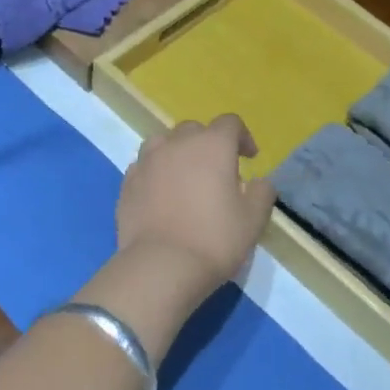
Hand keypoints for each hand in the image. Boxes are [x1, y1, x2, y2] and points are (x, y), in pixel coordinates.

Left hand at [117, 115, 276, 298]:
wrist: (160, 265)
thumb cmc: (214, 239)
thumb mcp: (253, 219)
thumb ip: (262, 193)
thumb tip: (259, 182)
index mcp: (211, 145)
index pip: (230, 123)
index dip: (242, 137)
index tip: (250, 158)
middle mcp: (176, 144)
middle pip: (194, 130)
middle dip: (208, 143)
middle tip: (217, 171)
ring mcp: (147, 161)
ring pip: (163, 143)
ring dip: (177, 153)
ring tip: (184, 176)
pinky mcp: (127, 182)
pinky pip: (144, 166)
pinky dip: (156, 172)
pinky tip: (161, 194)